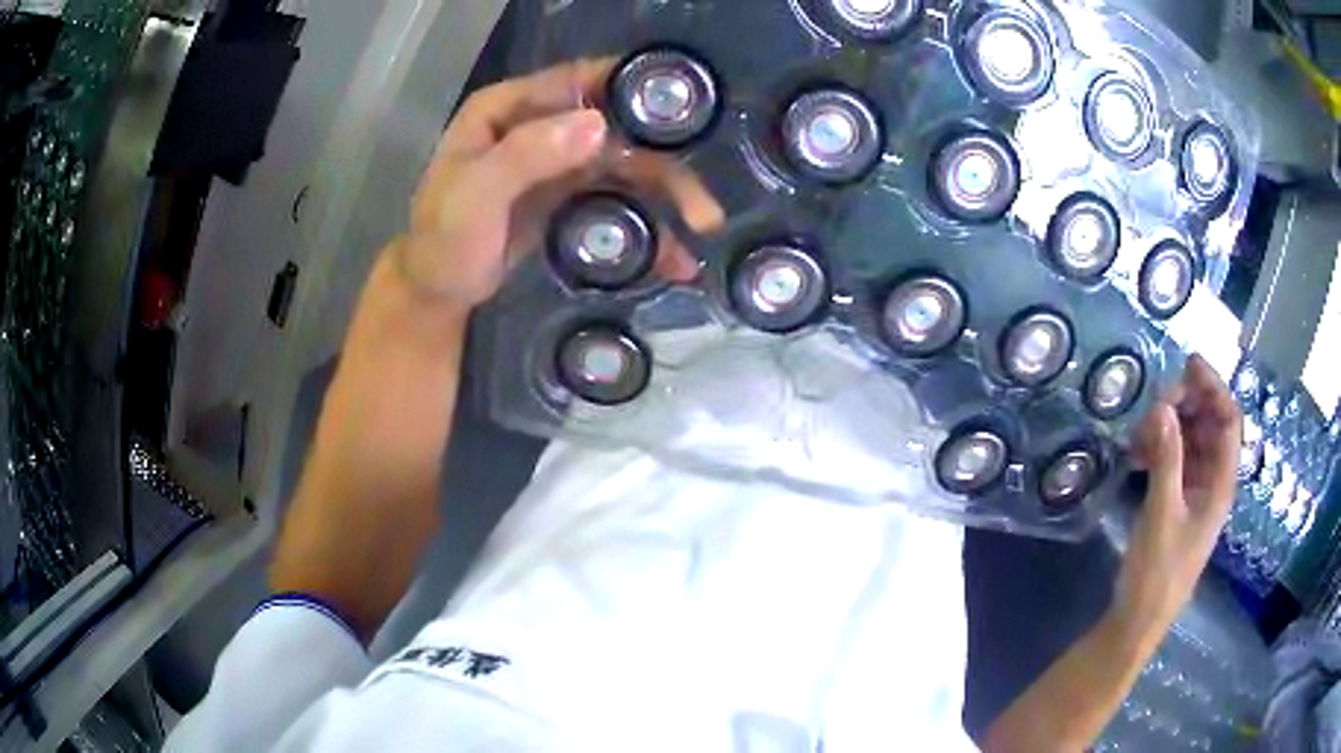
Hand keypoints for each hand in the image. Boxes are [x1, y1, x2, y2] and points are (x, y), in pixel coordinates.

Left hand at [396, 59, 721, 307]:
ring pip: (626, 166)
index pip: (579, 81)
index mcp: (510, 109)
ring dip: (667, 198)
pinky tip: (671, 256)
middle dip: (664, 166)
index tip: (685, 113)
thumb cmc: (444, 240)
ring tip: (699, 234)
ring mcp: (559, 162)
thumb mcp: (474, 196)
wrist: (438, 292)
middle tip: (703, 211)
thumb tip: (598, 124)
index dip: (632, 90)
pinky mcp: (570, 196)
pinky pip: (617, 199)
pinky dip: (647, 225)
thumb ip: (527, 156)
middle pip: (617, 130)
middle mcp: (542, 126)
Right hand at [1115, 354, 1240, 639]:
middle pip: (1210, 426)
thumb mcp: (1162, 515)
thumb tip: (1162, 407)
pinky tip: (1137, 452)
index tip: (1188, 363)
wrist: (1137, 622)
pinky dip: (1159, 448)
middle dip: (1187, 405)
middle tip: (1155, 400)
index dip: (1214, 388)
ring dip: (1169, 427)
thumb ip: (1166, 460)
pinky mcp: (1176, 503)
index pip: (1229, 421)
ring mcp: (1194, 493)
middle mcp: (1213, 483)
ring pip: (1190, 442)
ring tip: (1140, 430)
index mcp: (1221, 485)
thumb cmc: (1157, 574)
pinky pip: (1174, 461)